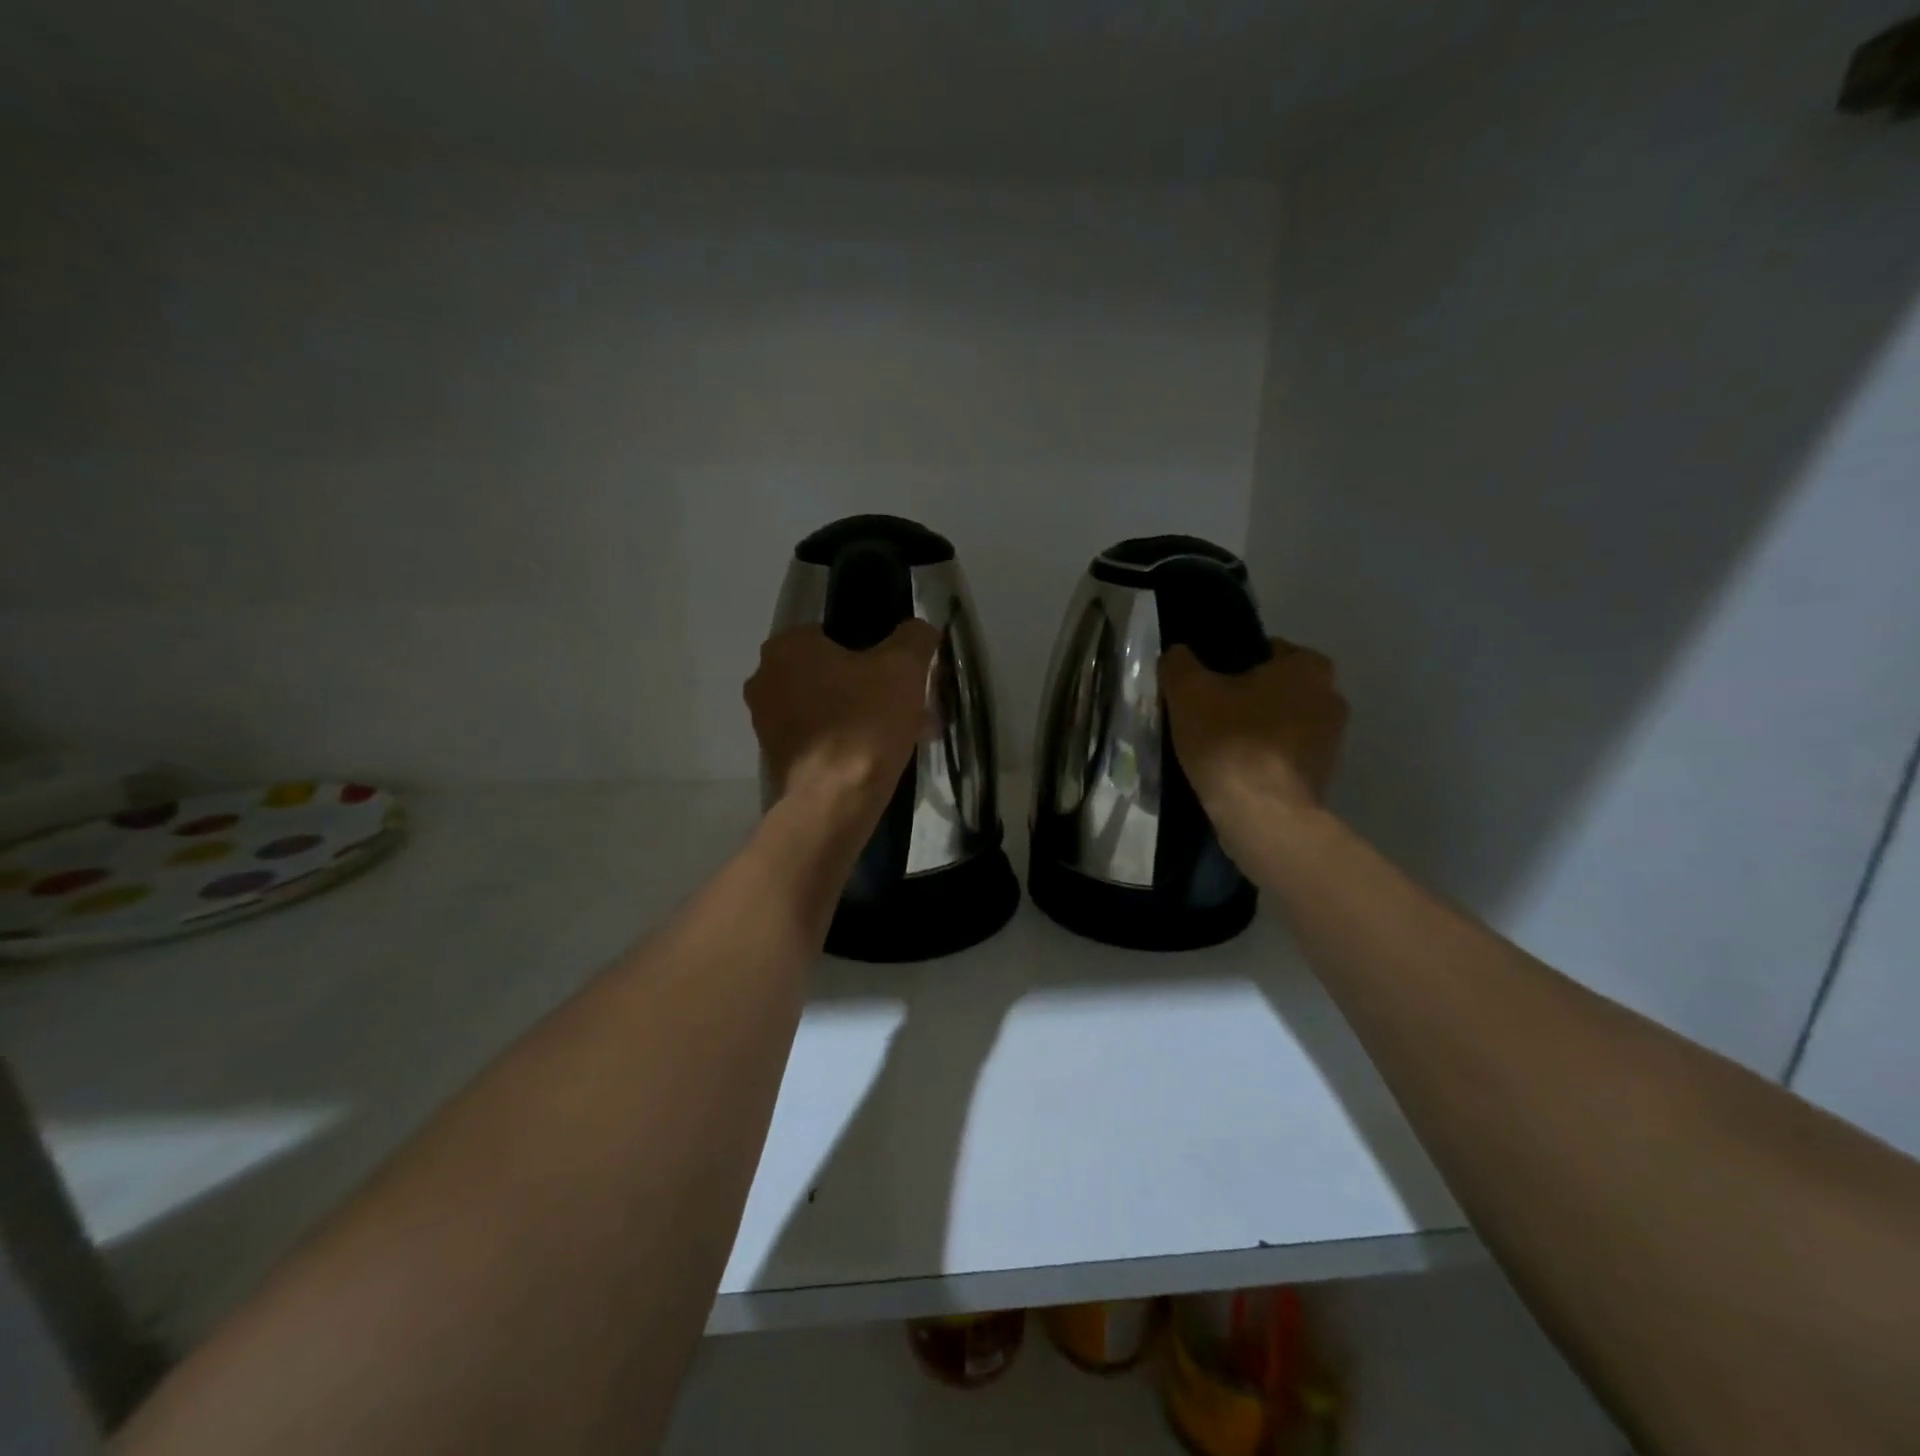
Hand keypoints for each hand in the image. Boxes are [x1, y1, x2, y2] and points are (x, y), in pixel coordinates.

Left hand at [745, 621, 939, 815]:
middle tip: (907, 704)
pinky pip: (820, 736)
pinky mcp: (776, 757)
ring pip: (827, 705)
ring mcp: (766, 721)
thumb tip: (920, 629)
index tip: (902, 673)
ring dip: (862, 714)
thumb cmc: (865, 723)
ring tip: (902, 733)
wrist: (834, 802)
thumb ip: (915, 637)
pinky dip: (846, 740)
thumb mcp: (904, 668)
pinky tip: (879, 756)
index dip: (876, 650)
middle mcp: (765, 678)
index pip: (837, 631)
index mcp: (786, 646)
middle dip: (870, 685)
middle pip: (832, 671)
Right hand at [1161, 638, 1348, 824]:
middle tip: (1203, 718)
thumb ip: (1179, 663)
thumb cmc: (1230, 741)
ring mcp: (1331, 741)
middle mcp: (1330, 697)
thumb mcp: (1188, 692)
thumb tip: (1178, 654)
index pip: (1262, 651)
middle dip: (1242, 700)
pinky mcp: (1322, 777)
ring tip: (1214, 750)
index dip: (1226, 666)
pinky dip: (1261, 761)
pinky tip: (1232, 774)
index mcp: (1308, 666)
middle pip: (1272, 690)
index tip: (1202, 688)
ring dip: (1252, 732)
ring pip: (1278, 724)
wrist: (1262, 816)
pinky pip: (1282, 757)